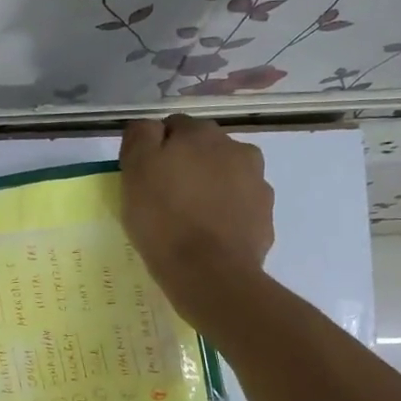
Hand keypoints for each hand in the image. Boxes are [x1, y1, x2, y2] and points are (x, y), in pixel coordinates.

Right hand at [119, 116, 272, 324]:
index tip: (144, 176)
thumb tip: (150, 127)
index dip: (155, 149)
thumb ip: (140, 137)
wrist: (210, 273)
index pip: (173, 127)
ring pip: (225, 176)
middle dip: (187, 165)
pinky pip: (239, 207)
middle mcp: (236, 148)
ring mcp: (257, 183)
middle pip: (204, 150)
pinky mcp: (265, 216)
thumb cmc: (163, 220)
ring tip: (189, 219)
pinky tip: (209, 236)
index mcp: (201, 134)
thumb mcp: (135, 171)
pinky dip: (226, 214)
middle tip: (164, 198)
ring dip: (210, 187)